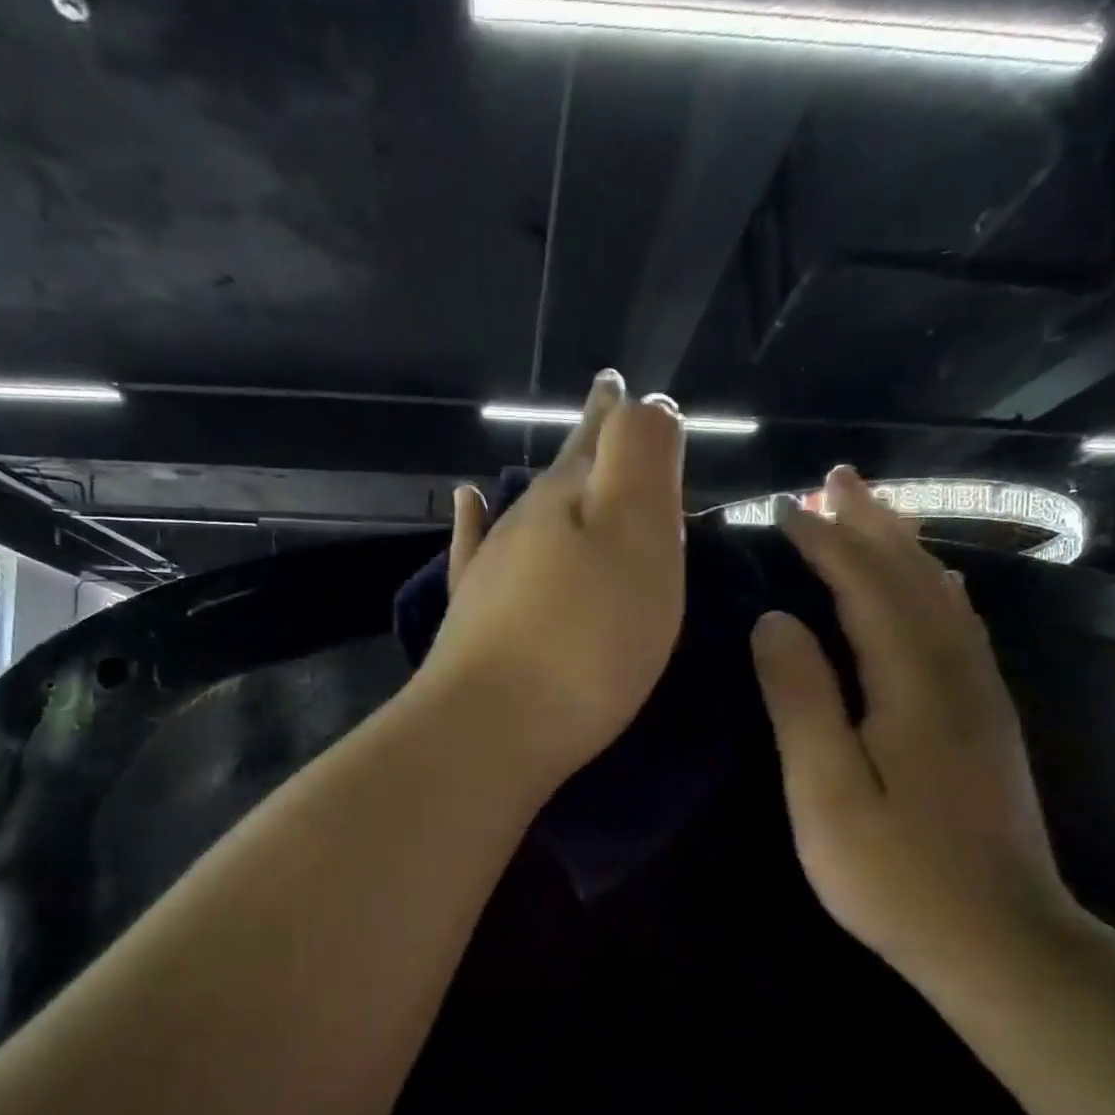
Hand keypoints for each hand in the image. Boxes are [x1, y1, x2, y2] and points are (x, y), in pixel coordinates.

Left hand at [415, 371, 686, 782]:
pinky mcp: (471, 616)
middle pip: (564, 472)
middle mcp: (522, 523)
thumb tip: (646, 402)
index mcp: (569, 499)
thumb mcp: (636, 537)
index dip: (622, 415)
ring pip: (527, 510)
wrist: (491, 727)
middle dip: (591, 442)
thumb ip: (642, 460)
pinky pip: (474, 550)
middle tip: (606, 406)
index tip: (625, 386)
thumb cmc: (584, 639)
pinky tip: (467, 501)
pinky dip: (473, 522)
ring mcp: (490, 569)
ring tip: (566, 459)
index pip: (602, 439)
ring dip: (552, 484)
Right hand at [750, 466, 1077, 975]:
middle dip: (871, 522)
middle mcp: (956, 672)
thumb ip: (801, 700)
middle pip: (912, 575)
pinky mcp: (986, 719)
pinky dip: (934, 587)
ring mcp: (981, 695)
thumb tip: (775, 621)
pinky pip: (960, 626)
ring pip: (941, 595)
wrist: (999, 939)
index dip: (824, 542)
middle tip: (835, 478)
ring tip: (871, 510)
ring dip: (904, 545)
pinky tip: (931, 582)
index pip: (866, 586)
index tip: (782, 508)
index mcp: (912, 683)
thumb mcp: (824, 792)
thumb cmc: (894, 874)